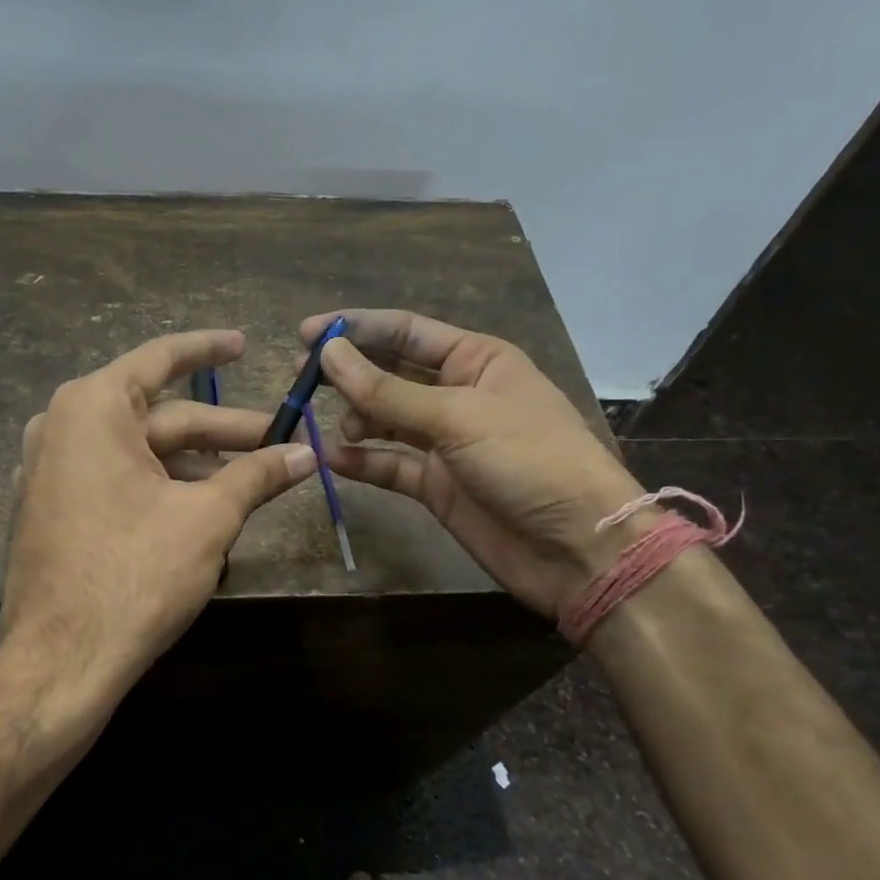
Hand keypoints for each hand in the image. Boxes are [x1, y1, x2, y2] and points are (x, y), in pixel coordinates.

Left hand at [0, 330, 316, 735]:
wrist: (58, 664)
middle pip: (158, 415)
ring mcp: (49, 470)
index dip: (209, 349)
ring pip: (139, 452)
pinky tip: (200, 506)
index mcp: (92, 407)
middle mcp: (62, 426)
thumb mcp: (208, 518)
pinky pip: (114, 478)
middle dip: (222, 430)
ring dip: (195, 463)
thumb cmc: (135, 574)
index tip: (245, 344)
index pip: (161, 359)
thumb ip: (258, 475)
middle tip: (279, 440)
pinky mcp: (51, 508)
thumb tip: (309, 454)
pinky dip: (159, 484)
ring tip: (251, 482)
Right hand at [304, 309, 646, 615]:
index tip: (306, 335)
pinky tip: (333, 459)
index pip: (406, 332)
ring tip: (336, 428)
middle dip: (349, 374)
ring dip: (355, 419)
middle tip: (301, 380)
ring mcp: (445, 442)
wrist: (578, 550)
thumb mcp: (458, 417)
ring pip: (385, 419)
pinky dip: (362, 460)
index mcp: (476, 360)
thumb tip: (328, 352)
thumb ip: (387, 390)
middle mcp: (457, 394)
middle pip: (390, 373)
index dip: (357, 329)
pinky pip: (389, 464)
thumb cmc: (529, 460)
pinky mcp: (436, 484)